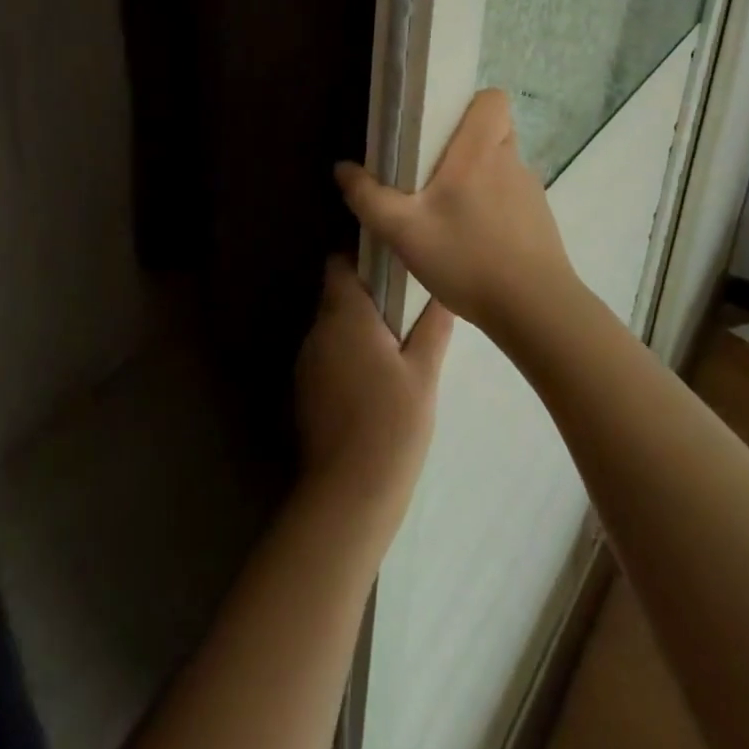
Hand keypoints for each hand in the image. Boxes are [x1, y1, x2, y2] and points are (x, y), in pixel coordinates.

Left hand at [294, 257, 452, 542]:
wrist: (348, 493)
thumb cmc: (392, 424)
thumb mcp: (423, 373)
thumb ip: (433, 326)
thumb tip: (443, 290)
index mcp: (344, 314)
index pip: (339, 262)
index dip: (362, 255)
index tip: (392, 264)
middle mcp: (318, 329)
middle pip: (338, 295)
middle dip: (368, 297)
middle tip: (407, 310)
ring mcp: (306, 361)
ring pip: (333, 327)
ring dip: (359, 329)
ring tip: (397, 349)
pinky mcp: (304, 390)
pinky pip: (327, 355)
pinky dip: (348, 356)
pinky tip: (375, 383)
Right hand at [335, 89, 577, 337]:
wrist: (536, 312)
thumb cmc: (468, 258)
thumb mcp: (403, 232)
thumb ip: (368, 197)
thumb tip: (342, 168)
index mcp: (480, 151)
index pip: (494, 99)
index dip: (470, 104)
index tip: (441, 126)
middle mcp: (511, 162)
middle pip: (494, 130)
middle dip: (466, 142)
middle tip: (434, 169)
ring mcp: (531, 192)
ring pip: (503, 165)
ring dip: (478, 177)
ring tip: (448, 210)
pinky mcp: (540, 221)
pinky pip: (512, 197)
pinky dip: (493, 207)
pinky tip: (472, 240)